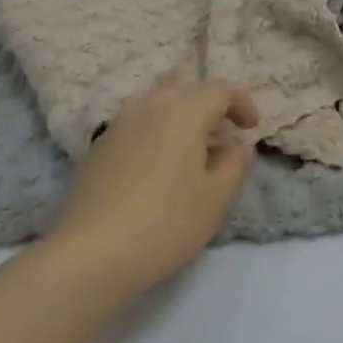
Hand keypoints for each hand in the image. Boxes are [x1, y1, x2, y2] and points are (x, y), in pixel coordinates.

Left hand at [46, 81, 258, 294]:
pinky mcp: (97, 148)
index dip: (242, 103)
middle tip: (224, 134)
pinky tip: (157, 167)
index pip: (220, 89)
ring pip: (157, 105)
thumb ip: (234, 165)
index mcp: (183, 111)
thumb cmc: (166, 222)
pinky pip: (136, 125)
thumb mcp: (216, 198)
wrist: (91, 252)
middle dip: (210, 105)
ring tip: (191, 150)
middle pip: (186, 90)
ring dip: (180, 117)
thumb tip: (234, 146)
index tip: (252, 128)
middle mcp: (148, 106)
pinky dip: (155, 133)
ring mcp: (118, 125)